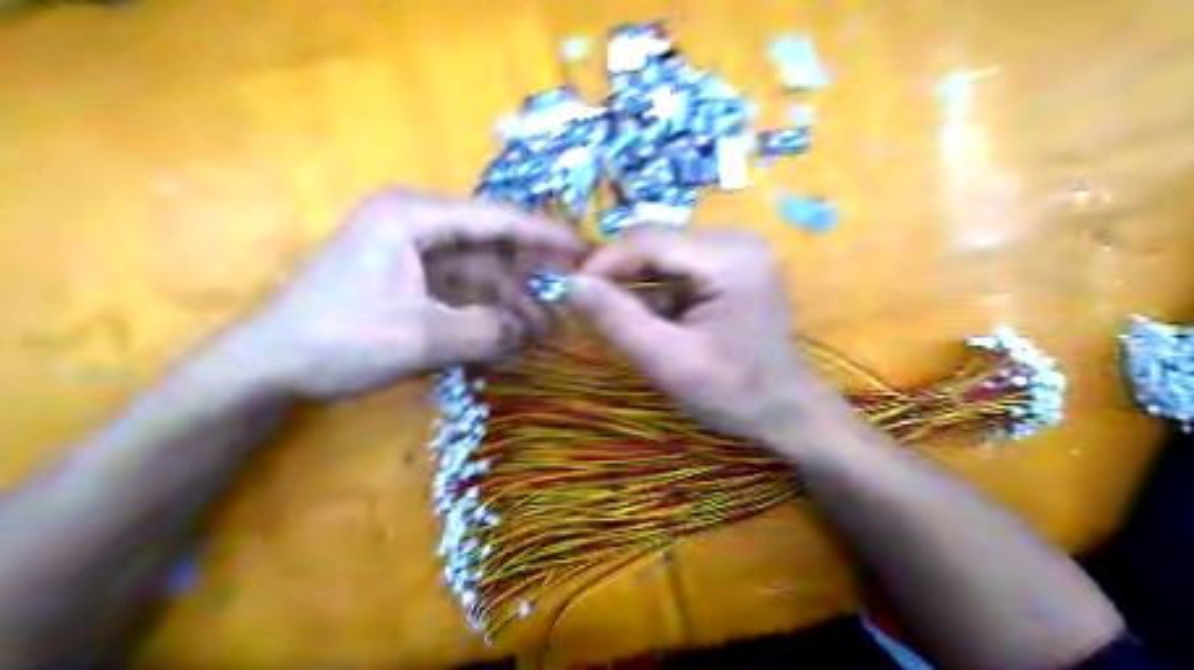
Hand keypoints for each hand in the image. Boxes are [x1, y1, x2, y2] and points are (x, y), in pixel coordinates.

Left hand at [221, 186, 582, 399]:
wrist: (268, 367)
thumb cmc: (341, 339)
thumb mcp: (424, 337)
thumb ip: (489, 331)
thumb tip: (535, 332)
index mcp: (412, 216)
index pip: (495, 218)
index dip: (544, 236)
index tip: (585, 252)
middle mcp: (414, 224)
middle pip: (490, 245)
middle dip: (529, 277)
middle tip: (570, 300)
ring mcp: (409, 253)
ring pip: (477, 272)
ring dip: (509, 301)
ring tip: (545, 331)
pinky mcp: (406, 280)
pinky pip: (459, 291)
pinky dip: (485, 312)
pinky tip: (510, 335)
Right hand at [569, 226, 832, 442]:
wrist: (786, 410)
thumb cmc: (734, 393)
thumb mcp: (669, 362)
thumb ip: (617, 320)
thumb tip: (570, 283)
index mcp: (730, 258)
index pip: (649, 240)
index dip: (603, 262)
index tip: (571, 292)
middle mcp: (737, 239)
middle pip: (657, 242)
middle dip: (619, 273)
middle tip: (591, 308)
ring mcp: (738, 249)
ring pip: (664, 253)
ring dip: (637, 283)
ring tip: (624, 319)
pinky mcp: (734, 263)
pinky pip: (680, 265)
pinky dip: (658, 290)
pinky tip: (656, 319)